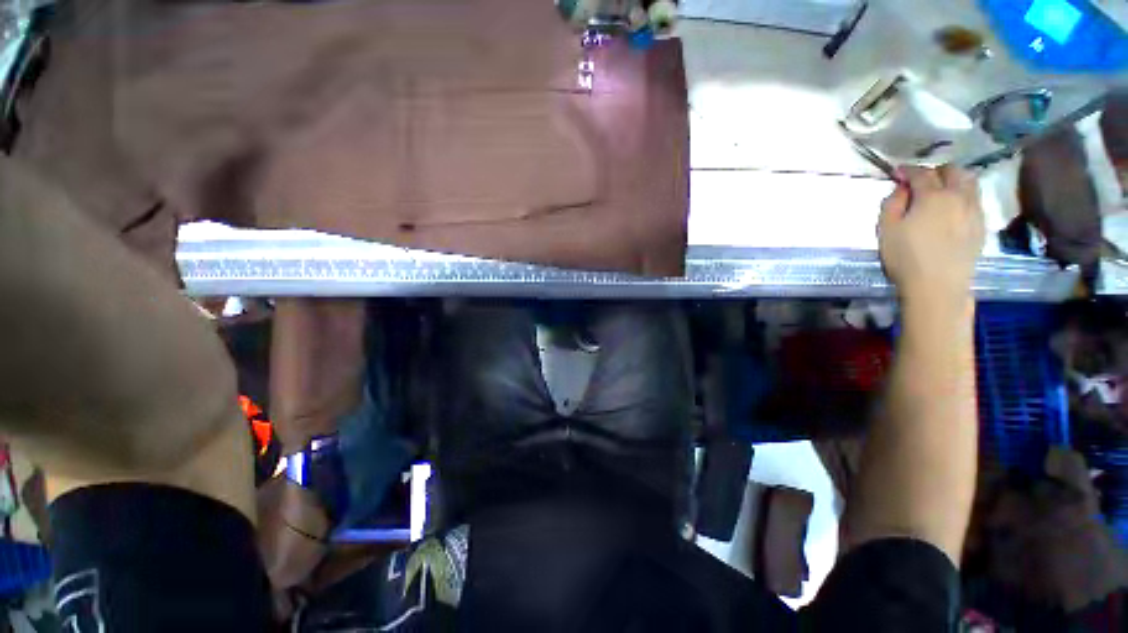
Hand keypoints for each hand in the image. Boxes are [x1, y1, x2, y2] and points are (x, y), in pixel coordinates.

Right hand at [878, 166, 984, 305]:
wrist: (938, 286)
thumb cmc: (905, 257)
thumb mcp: (886, 230)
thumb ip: (892, 204)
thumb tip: (901, 189)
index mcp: (933, 196)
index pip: (921, 173)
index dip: (908, 170)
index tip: (897, 173)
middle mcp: (958, 196)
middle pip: (952, 171)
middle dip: (935, 171)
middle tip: (921, 182)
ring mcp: (974, 210)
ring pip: (969, 182)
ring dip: (954, 181)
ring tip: (941, 192)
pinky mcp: (982, 225)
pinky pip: (975, 200)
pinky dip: (963, 197)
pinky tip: (953, 209)